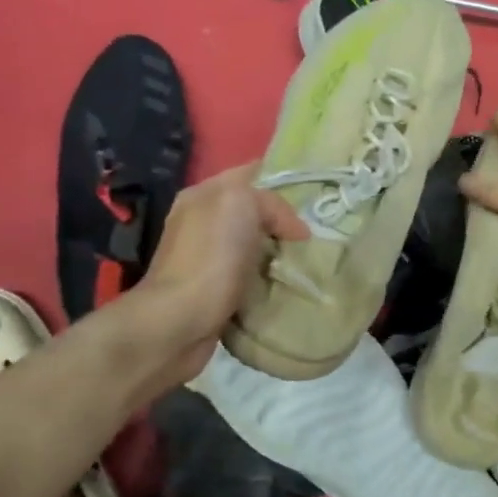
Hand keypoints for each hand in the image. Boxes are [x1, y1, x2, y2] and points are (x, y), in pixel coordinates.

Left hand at [127, 162, 307, 383]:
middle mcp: (200, 223)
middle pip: (254, 213)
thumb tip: (294, 230)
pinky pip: (250, 278)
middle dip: (285, 222)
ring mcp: (205, 260)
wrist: (179, 322)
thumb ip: (271, 203)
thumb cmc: (210, 257)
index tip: (315, 197)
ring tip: (310, 262)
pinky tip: (288, 288)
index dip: (283, 180)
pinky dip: (269, 282)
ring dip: (279, 255)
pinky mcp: (213, 293)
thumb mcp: (242, 204)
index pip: (250, 174)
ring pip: (254, 247)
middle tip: (318, 234)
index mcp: (203, 196)